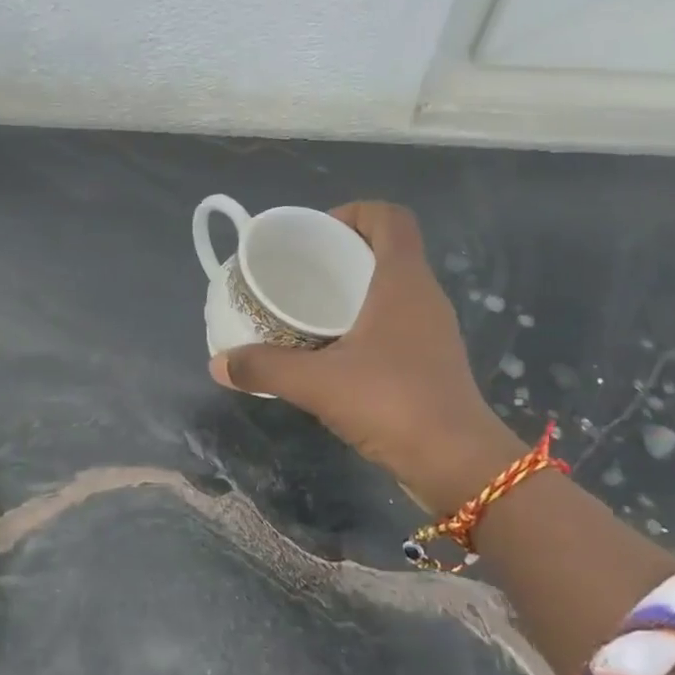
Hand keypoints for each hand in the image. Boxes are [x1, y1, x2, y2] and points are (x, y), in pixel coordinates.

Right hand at [211, 202, 520, 513]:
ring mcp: (432, 330)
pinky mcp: (432, 361)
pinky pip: (395, 323)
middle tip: (301, 274)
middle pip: (387, 250)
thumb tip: (218, 364)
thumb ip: (265, 368)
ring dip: (354, 291)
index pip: (390, 217)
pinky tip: (333, 351)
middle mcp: (424, 296)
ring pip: (392, 289)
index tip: (317, 236)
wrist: (456, 462)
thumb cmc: (391, 402)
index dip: (354, 212)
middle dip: (343, 253)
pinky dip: (365, 324)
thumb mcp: (318, 383)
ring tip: (310, 311)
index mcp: (403, 280)